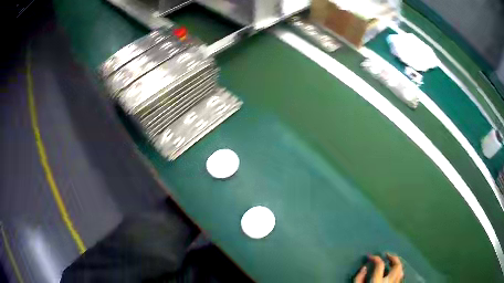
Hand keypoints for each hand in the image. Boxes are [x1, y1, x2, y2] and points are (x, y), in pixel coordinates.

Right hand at [354, 253, 403, 282]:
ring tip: (392, 262)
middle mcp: (389, 282)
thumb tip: (364, 267)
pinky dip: (398, 272)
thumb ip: (359, 279)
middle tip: (387, 255)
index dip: (375, 258)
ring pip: (401, 271)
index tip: (370, 256)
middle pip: (397, 265)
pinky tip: (393, 273)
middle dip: (393, 257)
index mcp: (378, 282)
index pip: (379, 265)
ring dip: (397, 264)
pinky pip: (400, 278)